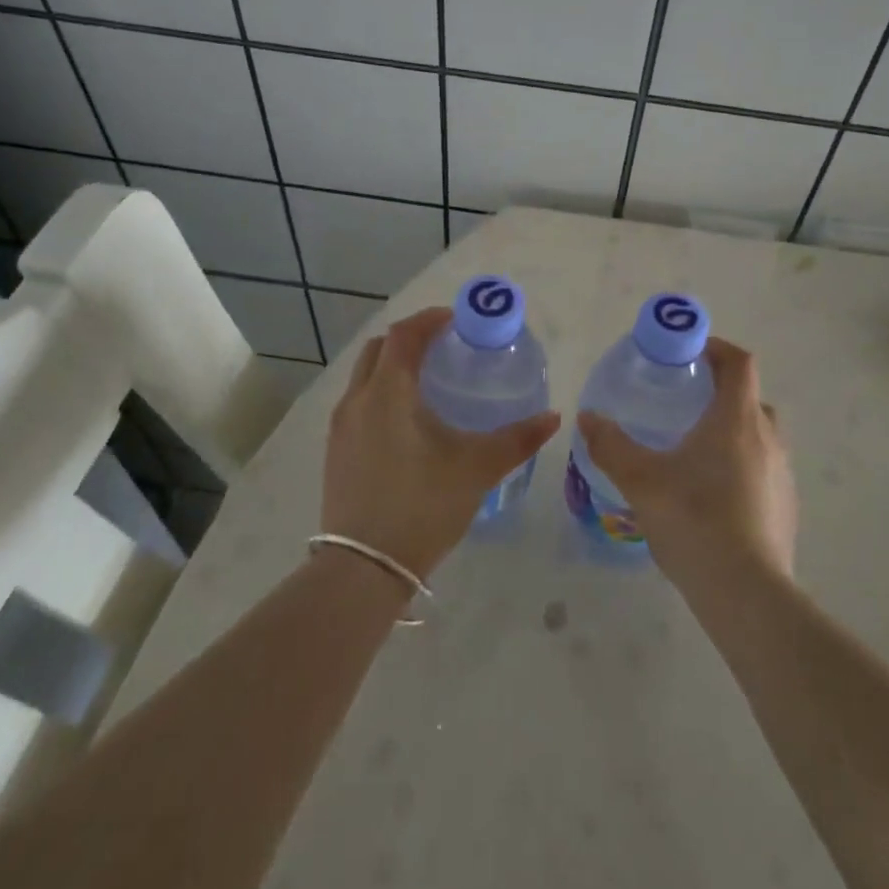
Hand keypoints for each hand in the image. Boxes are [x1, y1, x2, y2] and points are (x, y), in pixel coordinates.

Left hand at [322, 307, 559, 581]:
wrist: (364, 568)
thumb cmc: (422, 506)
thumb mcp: (477, 469)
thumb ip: (518, 439)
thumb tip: (553, 418)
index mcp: (388, 392)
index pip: (403, 335)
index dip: (429, 320)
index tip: (457, 320)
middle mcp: (357, 400)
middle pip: (377, 349)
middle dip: (408, 339)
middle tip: (443, 347)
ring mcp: (340, 428)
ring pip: (363, 378)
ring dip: (391, 368)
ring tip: (428, 382)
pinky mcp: (335, 453)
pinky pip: (357, 405)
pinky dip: (380, 395)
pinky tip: (406, 424)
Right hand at [577, 337, 795, 586]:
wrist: (747, 594)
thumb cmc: (694, 520)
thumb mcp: (641, 480)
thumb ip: (611, 445)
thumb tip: (587, 417)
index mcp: (737, 419)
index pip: (740, 362)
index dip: (718, 348)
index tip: (690, 353)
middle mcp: (767, 438)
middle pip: (750, 398)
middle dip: (721, 393)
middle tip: (685, 404)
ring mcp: (783, 474)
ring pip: (759, 436)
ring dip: (733, 432)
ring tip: (695, 453)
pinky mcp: (786, 507)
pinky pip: (764, 470)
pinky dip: (742, 467)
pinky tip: (713, 497)